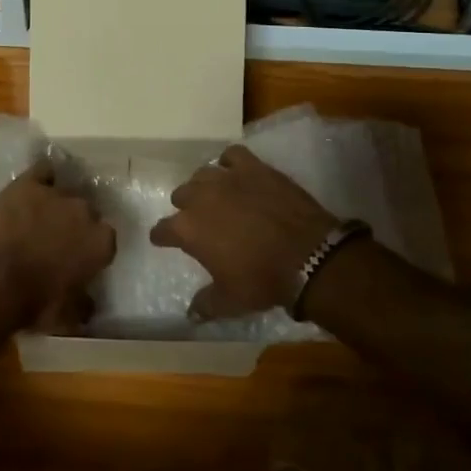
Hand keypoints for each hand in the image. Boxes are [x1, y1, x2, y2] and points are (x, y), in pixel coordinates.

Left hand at [0, 158, 115, 332]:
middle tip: (56, 238)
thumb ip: (84, 306)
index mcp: (100, 243)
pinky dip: (41, 177)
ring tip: (38, 216)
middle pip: (86, 211)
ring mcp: (56, 194)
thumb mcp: (66, 317)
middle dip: (75, 223)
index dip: (90, 248)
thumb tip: (90, 305)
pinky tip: (32, 187)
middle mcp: (85, 212)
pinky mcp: (28, 183)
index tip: (78, 258)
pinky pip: (43, 171)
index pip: (105, 239)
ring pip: (65, 191)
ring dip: (56, 203)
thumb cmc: (34, 302)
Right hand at [149, 145, 339, 319]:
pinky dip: (230, 163)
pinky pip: (232, 155)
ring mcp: (226, 177)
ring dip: (205, 185)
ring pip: (203, 174)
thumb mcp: (230, 301)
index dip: (163, 237)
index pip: (162, 229)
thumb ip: (205, 305)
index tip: (165, 241)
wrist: (308, 256)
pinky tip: (237, 173)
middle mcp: (200, 197)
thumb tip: (190, 315)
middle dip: (186, 207)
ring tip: (217, 196)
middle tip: (200, 221)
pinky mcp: (253, 167)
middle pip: (181, 195)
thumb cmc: (262, 279)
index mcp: (187, 228)